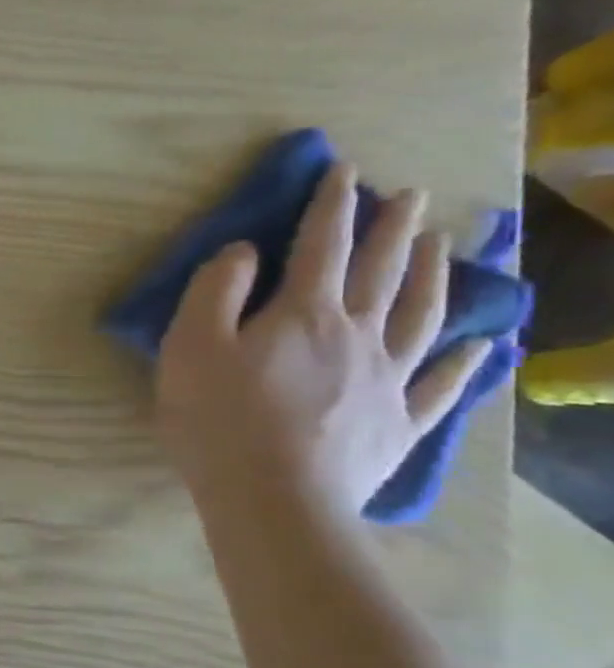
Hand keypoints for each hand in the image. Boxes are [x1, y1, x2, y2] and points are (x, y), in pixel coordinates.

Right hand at [156, 161, 488, 515]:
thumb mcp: (189, 345)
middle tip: (409, 197)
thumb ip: (214, 291)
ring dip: (434, 276)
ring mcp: (387, 380)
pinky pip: (439, 385)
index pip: (322, 246)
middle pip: (382, 272)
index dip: (332, 206)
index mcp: (303, 313)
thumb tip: (244, 250)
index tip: (346, 171)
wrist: (273, 496)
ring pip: (420, 316)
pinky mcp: (398, 423)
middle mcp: (358, 335)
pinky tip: (478, 347)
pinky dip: (462, 363)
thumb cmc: (217, 417)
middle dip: (392, 230)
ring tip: (443, 247)